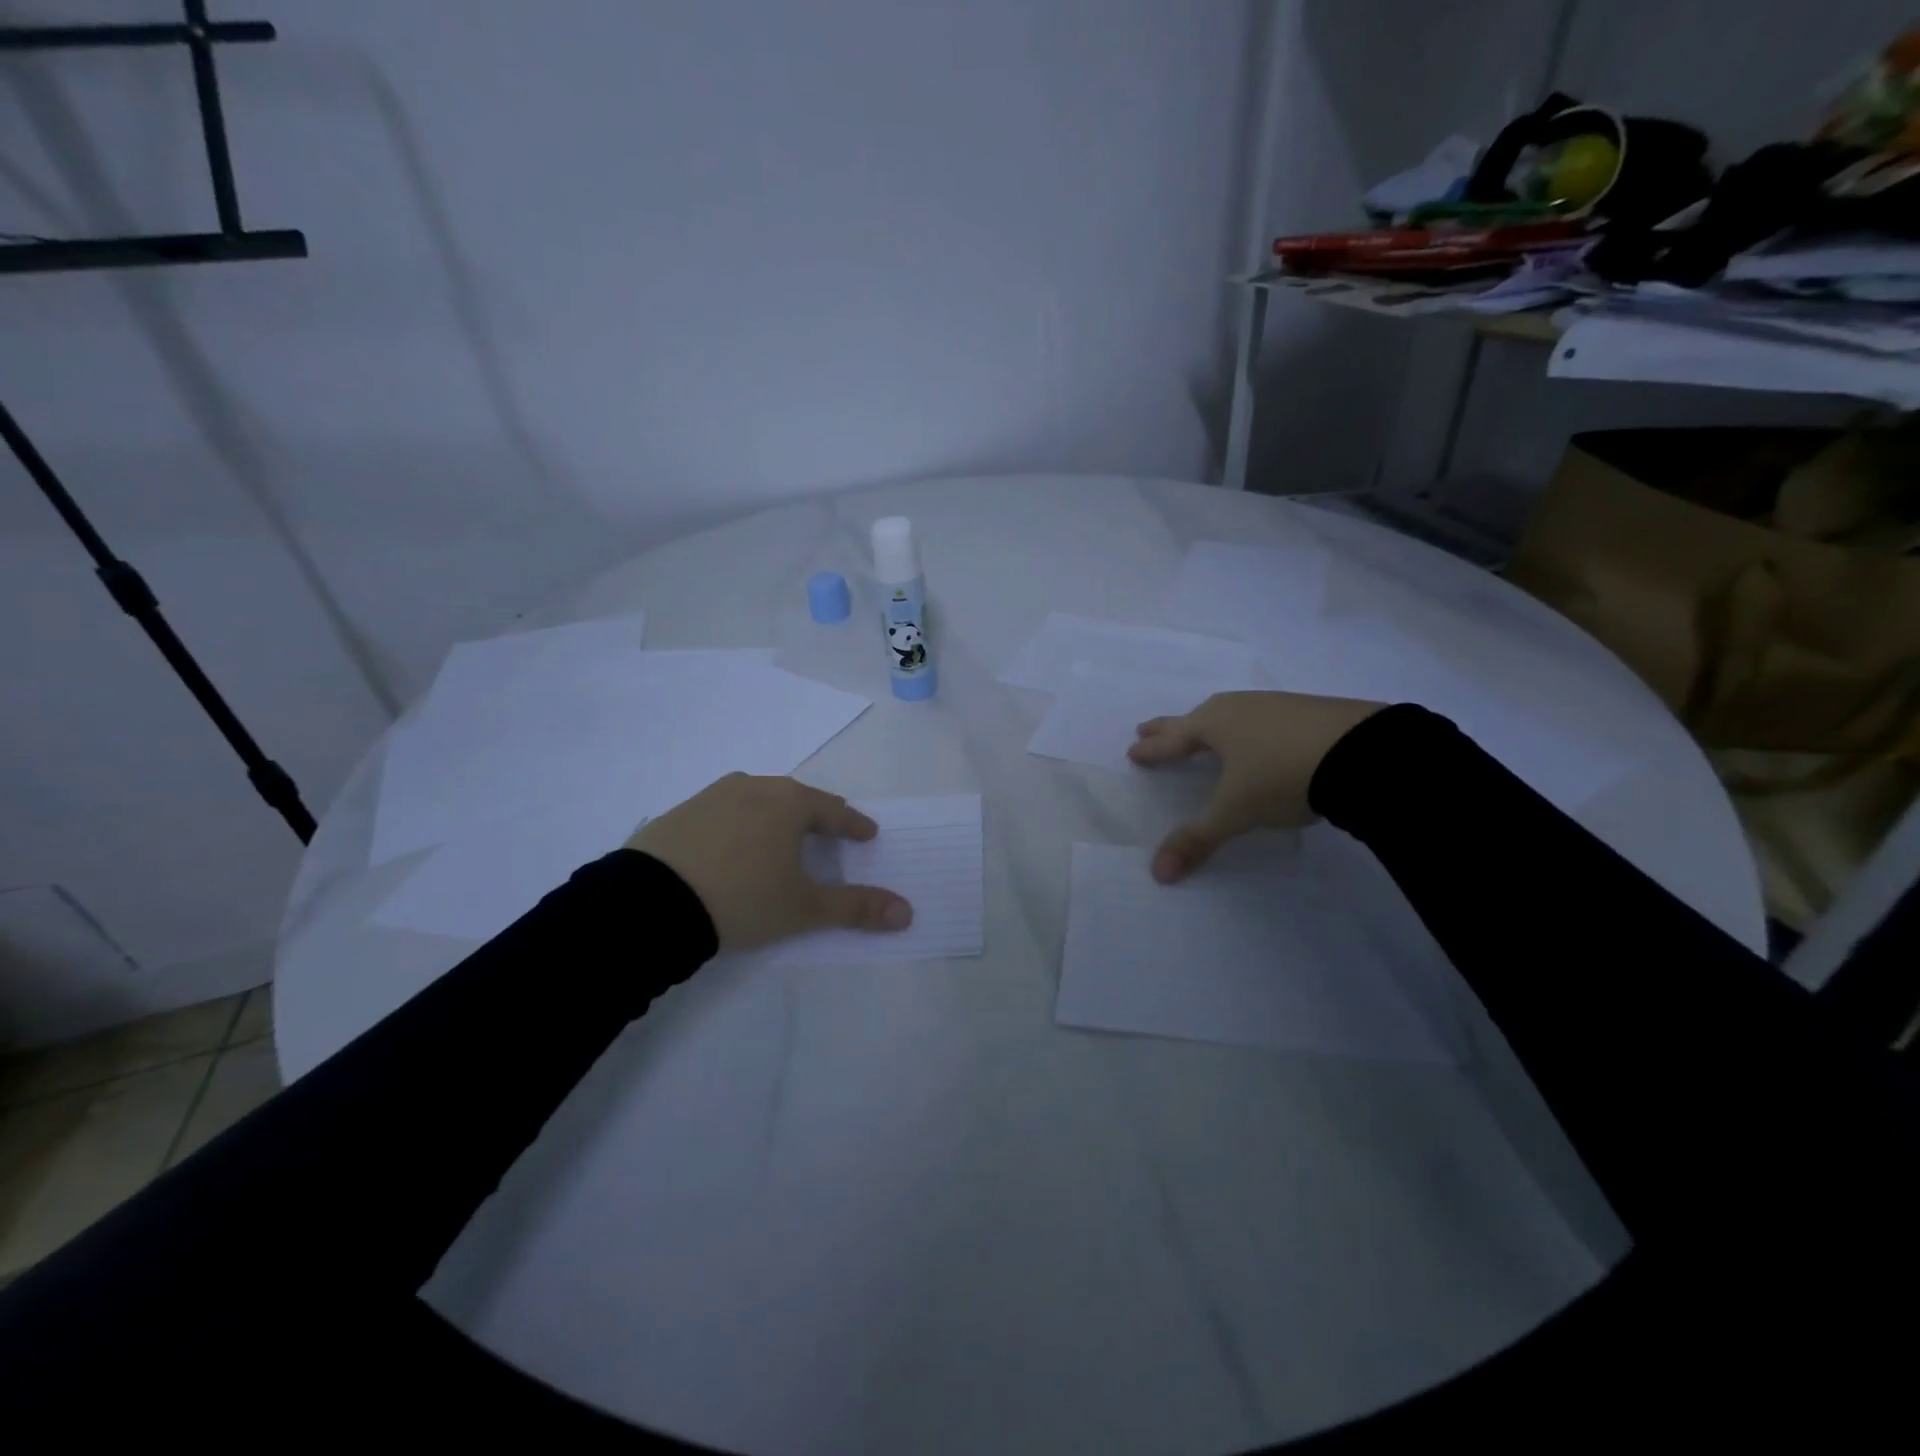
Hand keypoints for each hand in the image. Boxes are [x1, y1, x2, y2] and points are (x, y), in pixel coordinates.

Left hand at [627, 774, 912, 950]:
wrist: (648, 904)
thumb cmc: (742, 898)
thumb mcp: (804, 909)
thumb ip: (857, 908)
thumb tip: (908, 912)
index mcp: (788, 802)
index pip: (833, 810)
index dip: (854, 824)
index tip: (867, 834)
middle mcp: (753, 787)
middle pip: (796, 798)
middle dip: (816, 816)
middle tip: (827, 833)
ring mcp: (711, 796)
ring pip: (757, 800)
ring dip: (774, 817)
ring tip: (779, 839)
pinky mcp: (679, 813)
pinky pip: (722, 813)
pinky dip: (738, 825)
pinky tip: (732, 848)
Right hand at [1128, 691, 1386, 883]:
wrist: (1361, 752)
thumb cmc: (1281, 776)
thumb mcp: (1235, 812)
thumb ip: (1197, 839)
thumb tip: (1158, 873)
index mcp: (1212, 725)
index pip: (1172, 740)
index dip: (1152, 750)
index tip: (1133, 751)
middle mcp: (1238, 708)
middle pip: (1194, 718)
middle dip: (1169, 728)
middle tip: (1147, 729)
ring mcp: (1275, 706)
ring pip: (1230, 713)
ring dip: (1210, 724)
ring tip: (1204, 732)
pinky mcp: (1309, 711)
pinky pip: (1262, 717)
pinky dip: (1248, 727)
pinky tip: (1260, 737)